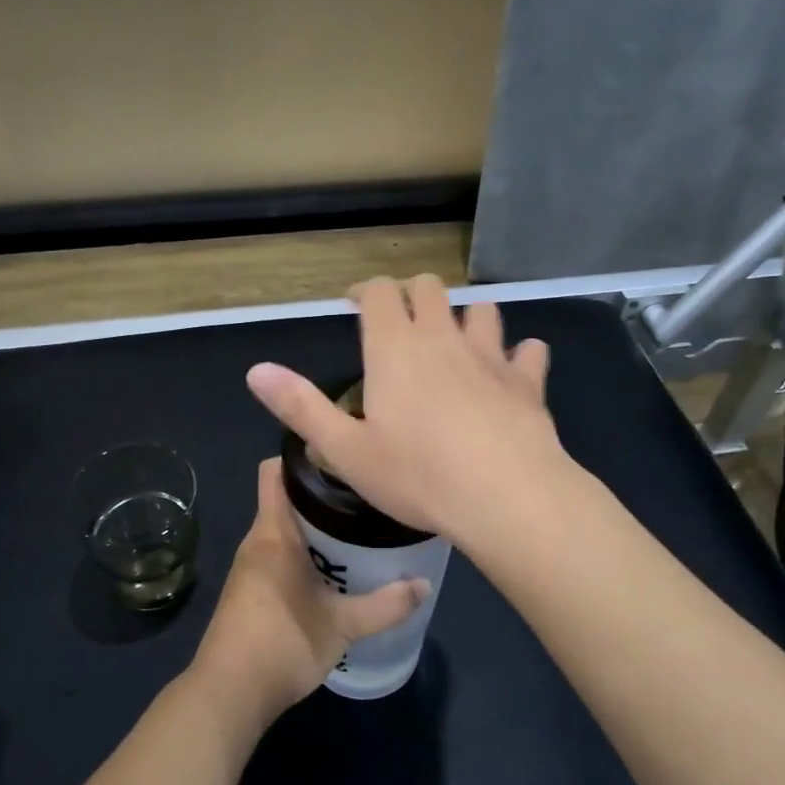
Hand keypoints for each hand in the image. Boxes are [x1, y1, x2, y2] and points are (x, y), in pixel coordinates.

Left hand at [191, 459, 425, 727]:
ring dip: (316, 530)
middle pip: (287, 500)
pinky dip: (305, 556)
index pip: (275, 471)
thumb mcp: (343, 625)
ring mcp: (250, 569)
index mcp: (273, 533)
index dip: (303, 457)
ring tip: (358, 533)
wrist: (228, 696)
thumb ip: (385, 604)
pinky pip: (279, 557)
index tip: (341, 458)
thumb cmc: (283, 643)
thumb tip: (424, 585)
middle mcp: (257, 542)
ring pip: (285, 531)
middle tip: (366, 499)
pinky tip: (335, 574)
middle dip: (323, 496)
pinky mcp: (251, 593)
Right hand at [244, 275, 567, 544]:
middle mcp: (443, 338)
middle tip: (399, 321)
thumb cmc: (417, 476)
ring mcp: (490, 355)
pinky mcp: (528, 380)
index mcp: (394, 348)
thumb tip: (255, 370)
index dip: (366, 290)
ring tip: (457, 340)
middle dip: (412, 294)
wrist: (506, 496)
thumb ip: (300, 407)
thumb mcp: (346, 450)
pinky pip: (528, 351)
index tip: (356, 303)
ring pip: (482, 310)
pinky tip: (514, 370)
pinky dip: (519, 354)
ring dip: (467, 317)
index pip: (380, 292)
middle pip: (430, 288)